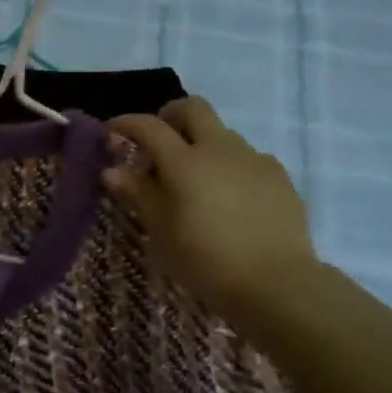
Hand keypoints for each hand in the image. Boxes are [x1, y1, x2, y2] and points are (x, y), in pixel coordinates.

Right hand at [105, 97, 316, 318]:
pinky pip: (249, 159)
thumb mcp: (161, 231)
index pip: (149, 126)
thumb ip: (138, 194)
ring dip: (203, 144)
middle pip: (193, 108)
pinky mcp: (279, 177)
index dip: (127, 123)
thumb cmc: (205, 260)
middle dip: (171, 115)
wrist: (276, 284)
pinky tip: (231, 198)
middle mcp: (220, 149)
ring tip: (197, 180)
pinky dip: (231, 167)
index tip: (112, 130)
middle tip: (160, 140)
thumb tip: (112, 171)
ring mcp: (254, 159)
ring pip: (223, 134)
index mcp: (185, 161)